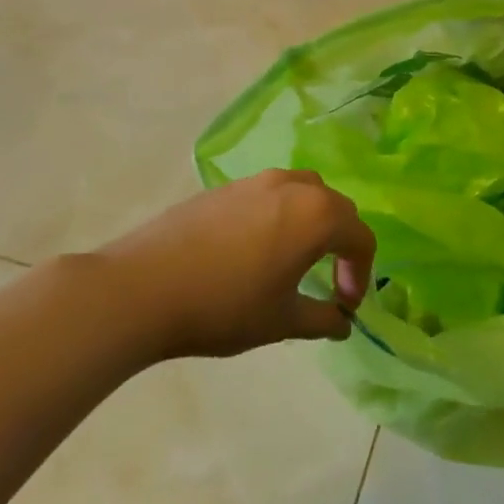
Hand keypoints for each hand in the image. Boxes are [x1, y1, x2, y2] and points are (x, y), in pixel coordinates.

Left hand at [86, 171, 376, 359]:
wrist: (141, 288)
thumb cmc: (224, 307)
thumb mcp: (281, 321)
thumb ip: (322, 319)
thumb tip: (343, 322)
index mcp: (317, 215)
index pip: (360, 237)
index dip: (361, 273)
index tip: (345, 304)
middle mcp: (293, 186)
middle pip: (336, 207)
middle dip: (342, 243)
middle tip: (330, 280)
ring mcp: (255, 181)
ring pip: (303, 192)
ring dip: (312, 222)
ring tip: (295, 258)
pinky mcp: (224, 187)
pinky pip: (269, 194)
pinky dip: (280, 215)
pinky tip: (255, 249)